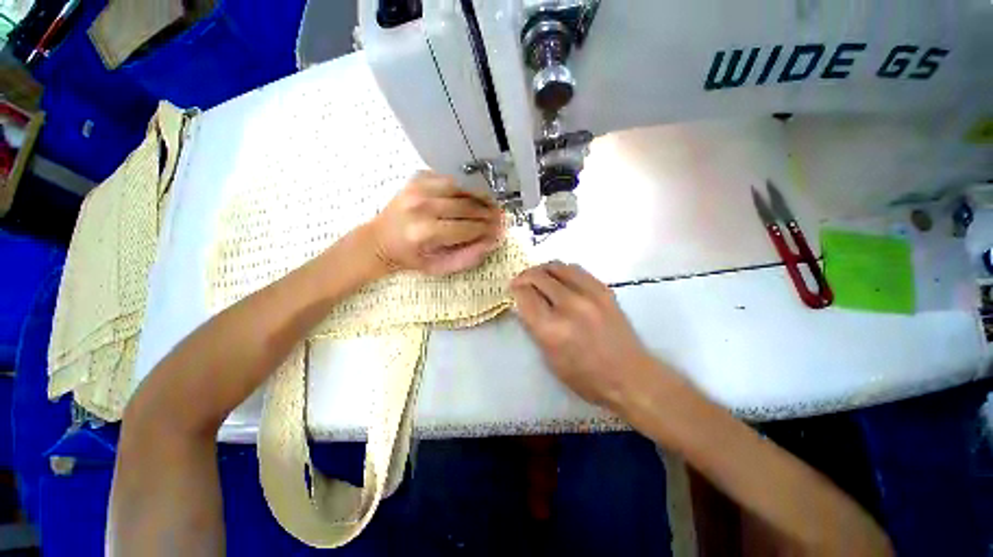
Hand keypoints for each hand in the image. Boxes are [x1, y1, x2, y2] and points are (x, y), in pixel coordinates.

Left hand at [369, 171, 504, 275]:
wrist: (380, 240)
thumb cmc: (411, 258)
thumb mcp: (439, 267)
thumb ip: (467, 257)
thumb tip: (492, 242)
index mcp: (426, 232)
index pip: (469, 227)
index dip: (488, 229)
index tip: (501, 231)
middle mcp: (422, 206)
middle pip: (467, 206)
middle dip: (488, 213)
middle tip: (500, 218)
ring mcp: (418, 188)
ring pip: (461, 188)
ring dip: (479, 197)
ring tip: (489, 206)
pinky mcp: (416, 178)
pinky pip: (449, 178)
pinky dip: (463, 186)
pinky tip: (469, 196)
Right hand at [511, 262, 660, 411]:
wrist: (629, 376)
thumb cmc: (585, 377)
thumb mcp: (550, 359)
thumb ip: (535, 327)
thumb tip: (525, 304)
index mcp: (552, 328)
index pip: (525, 295)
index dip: (515, 290)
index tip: (513, 290)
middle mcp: (569, 306)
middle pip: (538, 276)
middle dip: (524, 276)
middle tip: (520, 282)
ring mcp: (589, 294)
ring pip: (557, 266)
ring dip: (542, 269)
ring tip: (538, 276)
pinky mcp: (604, 290)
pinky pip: (576, 269)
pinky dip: (562, 270)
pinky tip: (559, 278)